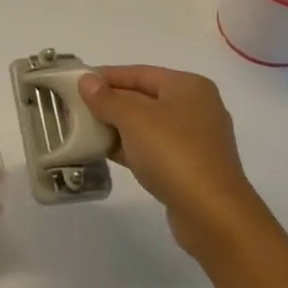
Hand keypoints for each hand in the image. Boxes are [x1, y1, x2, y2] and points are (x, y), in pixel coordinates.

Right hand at [78, 66, 269, 257]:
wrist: (212, 215)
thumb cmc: (173, 153)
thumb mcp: (134, 119)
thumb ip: (107, 98)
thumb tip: (87, 81)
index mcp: (188, 86)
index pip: (139, 73)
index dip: (106, 76)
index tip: (76, 82)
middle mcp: (195, 107)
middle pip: (143, 97)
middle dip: (109, 102)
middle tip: (75, 107)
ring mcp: (194, 140)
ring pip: (146, 125)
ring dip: (116, 127)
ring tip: (83, 129)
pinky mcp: (188, 168)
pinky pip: (152, 149)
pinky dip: (129, 148)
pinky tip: (103, 152)